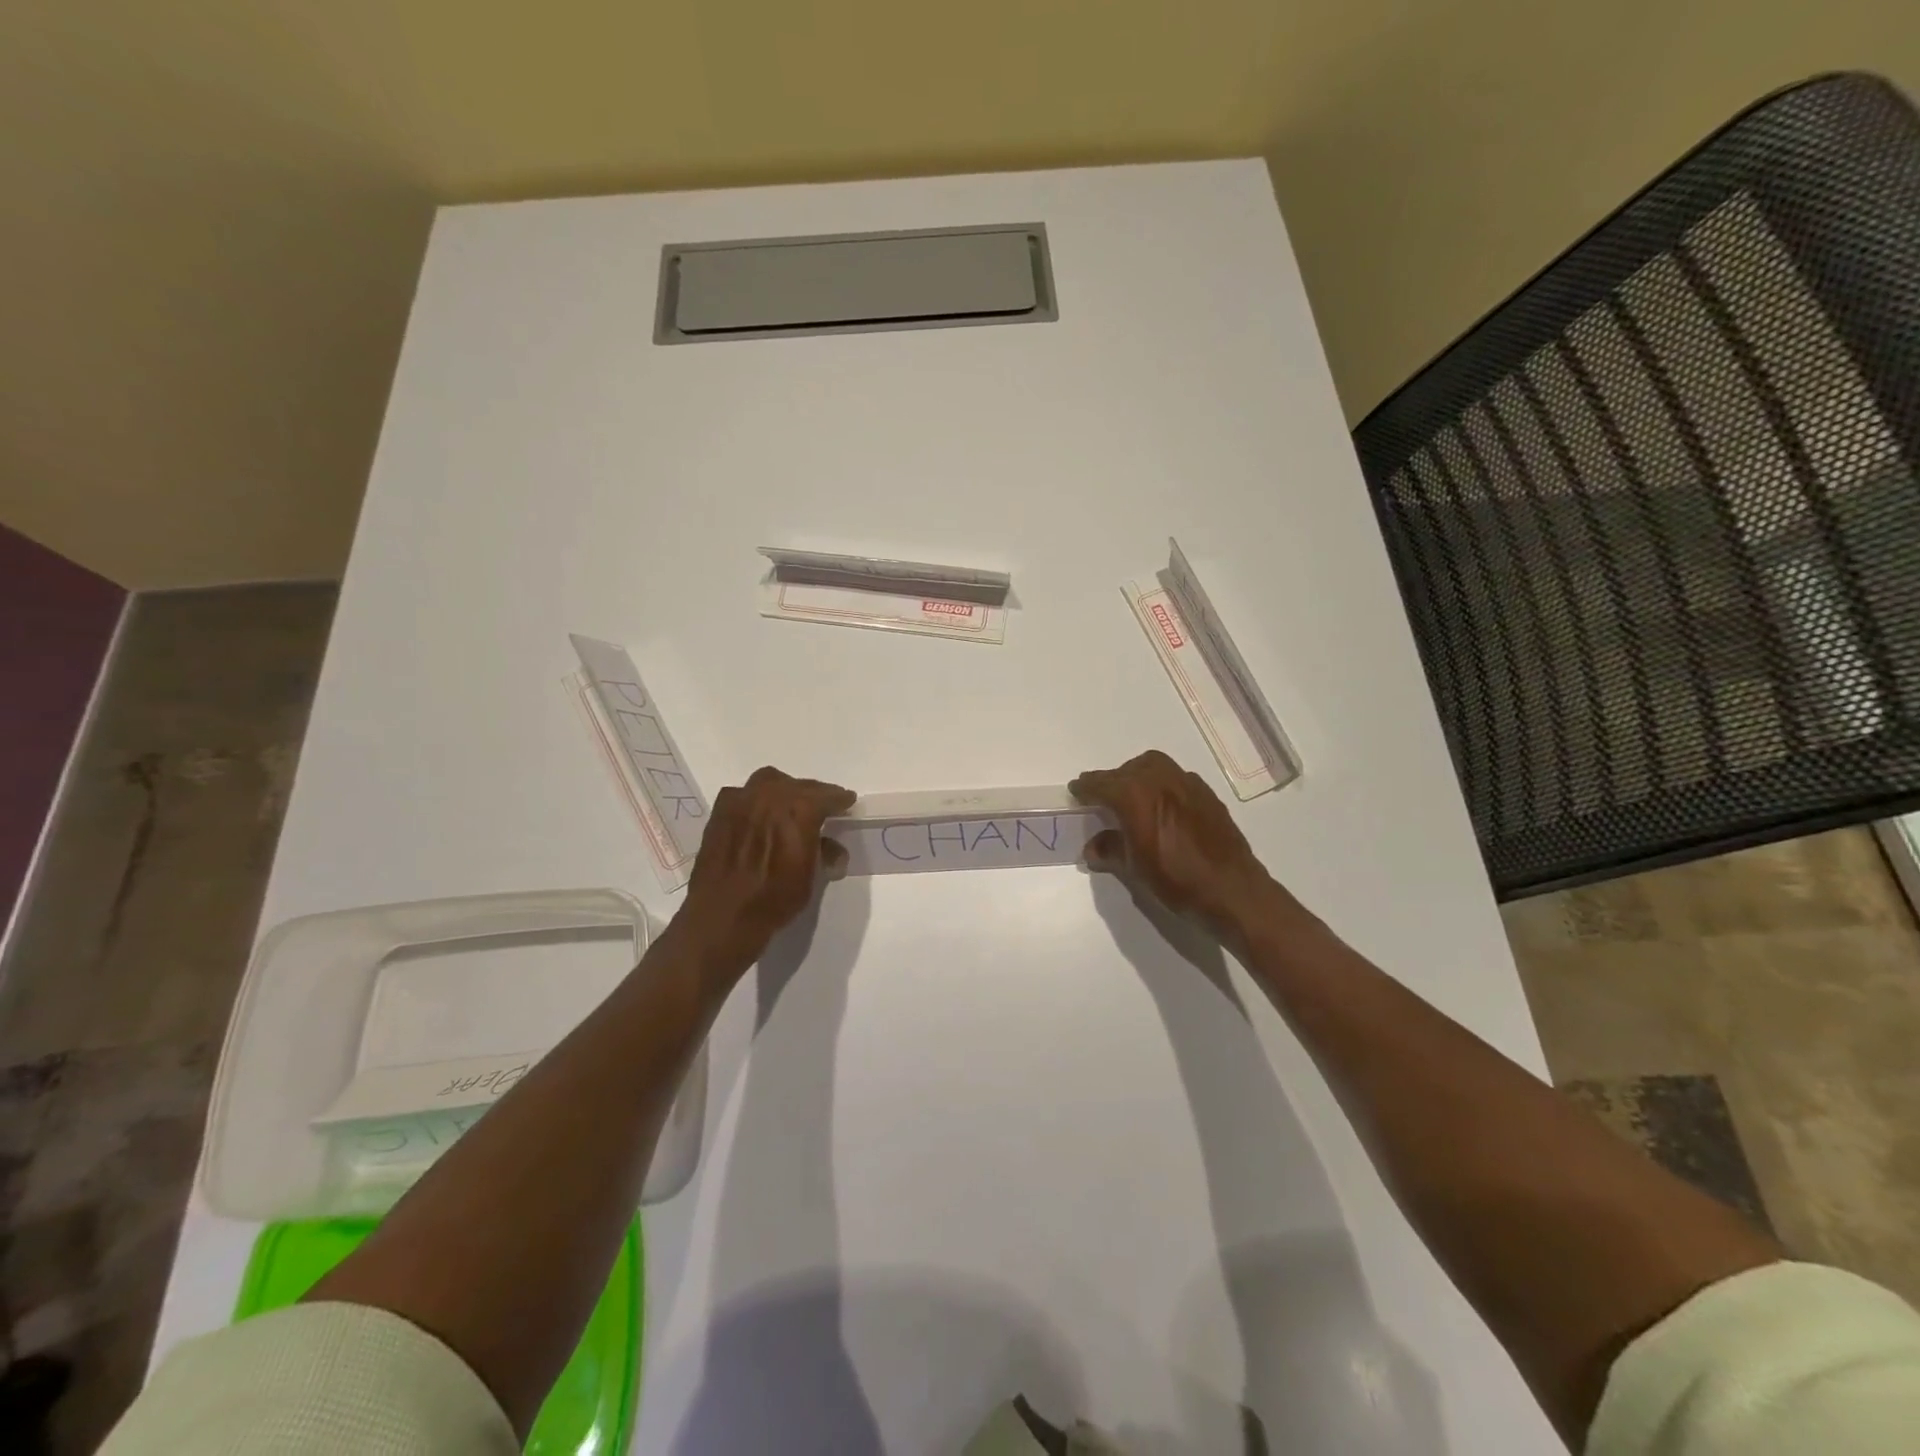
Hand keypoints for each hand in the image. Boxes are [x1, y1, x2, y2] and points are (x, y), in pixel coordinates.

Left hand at [680, 766, 855, 962]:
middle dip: (813, 794)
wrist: (722, 916)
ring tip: (788, 806)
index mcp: (799, 809)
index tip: (847, 802)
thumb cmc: (773, 899)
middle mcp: (771, 795)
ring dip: (783, 790)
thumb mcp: (810, 879)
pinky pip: (744, 795)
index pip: (826, 796)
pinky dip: (755, 800)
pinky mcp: (720, 812)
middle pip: (799, 785)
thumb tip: (833, 849)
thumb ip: (824, 854)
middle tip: (820, 806)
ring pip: (769, 782)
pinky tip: (757, 816)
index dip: (839, 799)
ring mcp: (742, 800)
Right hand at [1070, 750, 1276, 930]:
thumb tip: (1094, 847)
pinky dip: (1162, 785)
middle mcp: (1160, 780)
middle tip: (1103, 798)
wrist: (1232, 890)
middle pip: (1128, 770)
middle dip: (1112, 780)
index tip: (1075, 790)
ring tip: (1133, 798)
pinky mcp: (1207, 794)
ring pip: (1154, 767)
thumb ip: (1111, 851)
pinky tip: (1163, 808)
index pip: (1102, 784)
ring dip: (1138, 776)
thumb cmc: (1176, 880)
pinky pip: (1176, 778)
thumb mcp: (1135, 869)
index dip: (1085, 788)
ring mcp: (1187, 784)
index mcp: (1136, 795)